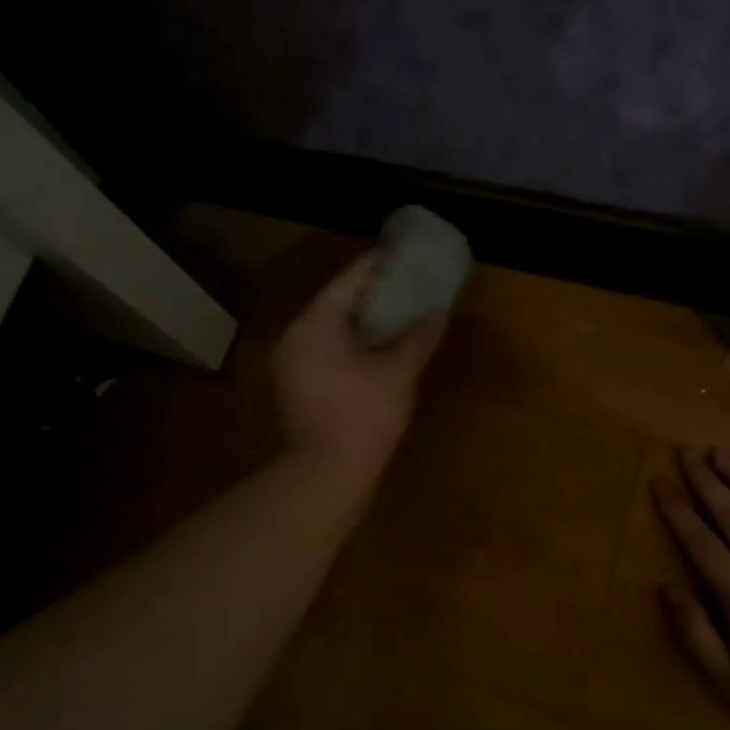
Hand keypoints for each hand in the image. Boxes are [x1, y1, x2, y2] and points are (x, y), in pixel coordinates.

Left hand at [271, 249, 447, 477]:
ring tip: (399, 314)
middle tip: (407, 282)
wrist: (326, 477)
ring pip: (331, 331)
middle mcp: (294, 338)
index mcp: (314, 325)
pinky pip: (327, 353)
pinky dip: (352, 346)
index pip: (348, 281)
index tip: (402, 252)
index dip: (378, 265)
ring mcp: (291, 366)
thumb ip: (418, 339)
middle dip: (373, 294)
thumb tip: (438, 313)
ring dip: (364, 322)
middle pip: (336, 304)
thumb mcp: (398, 375)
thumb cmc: (362, 418)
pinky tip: (379, 350)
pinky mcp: (297, 390)